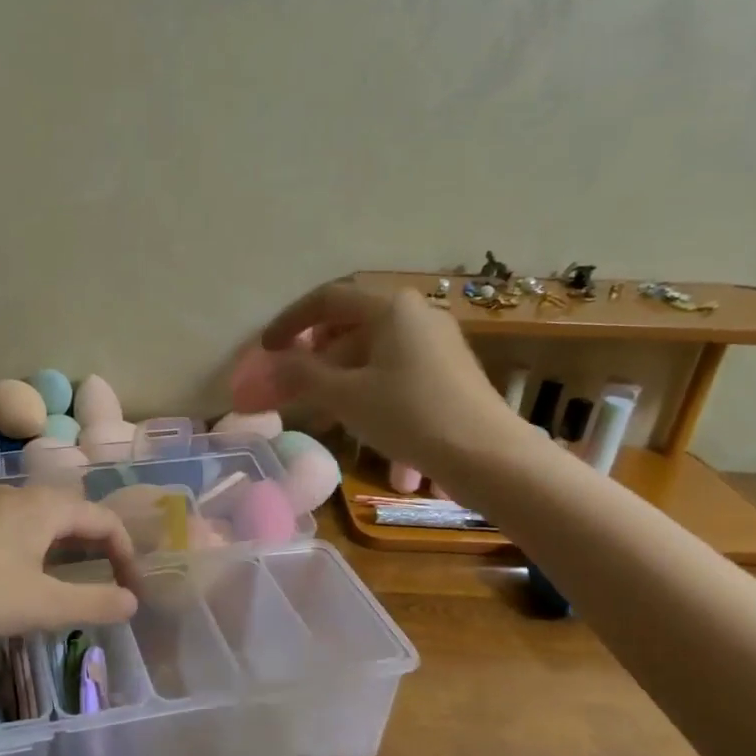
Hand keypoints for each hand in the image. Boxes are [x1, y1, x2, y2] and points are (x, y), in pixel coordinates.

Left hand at [0, 484, 141, 638]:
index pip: (104, 519)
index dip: (126, 552)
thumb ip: (93, 603)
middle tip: (109, 578)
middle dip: (98, 544)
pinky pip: (17, 523)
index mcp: (47, 507)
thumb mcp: (42, 605)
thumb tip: (132, 602)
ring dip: (66, 543)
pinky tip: (22, 572)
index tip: (132, 588)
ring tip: (71, 576)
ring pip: (43, 517)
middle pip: (74, 512)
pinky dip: (37, 544)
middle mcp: (21, 495)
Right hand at [262, 283, 537, 484]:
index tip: (267, 350)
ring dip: (342, 385)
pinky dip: (371, 397)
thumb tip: (265, 368)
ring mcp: (436, 344)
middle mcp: (416, 316)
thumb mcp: (346, 396)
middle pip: (350, 328)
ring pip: (373, 356)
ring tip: (325, 422)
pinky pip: (396, 375)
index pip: (327, 299)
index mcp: (390, 308)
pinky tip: (369, 439)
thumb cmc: (410, 414)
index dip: (290, 322)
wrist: (489, 456)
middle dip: (316, 359)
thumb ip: (300, 376)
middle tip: (293, 385)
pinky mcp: (448, 373)